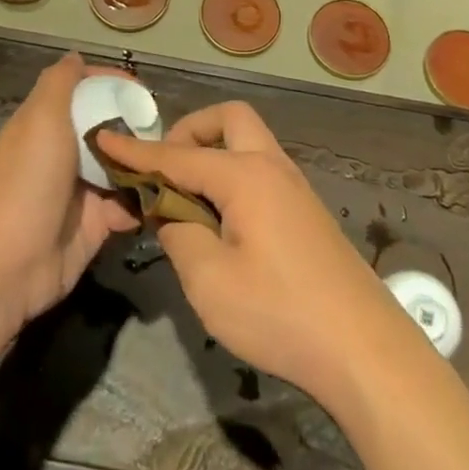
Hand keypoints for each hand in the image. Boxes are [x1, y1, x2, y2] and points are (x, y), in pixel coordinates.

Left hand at [0, 53, 139, 339]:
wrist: (10, 263)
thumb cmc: (27, 181)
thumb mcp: (40, 118)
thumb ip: (59, 83)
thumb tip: (75, 56)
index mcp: (45, 124)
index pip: (82, 91)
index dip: (109, 84)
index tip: (140, 88)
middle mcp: (63, 153)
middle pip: (106, 128)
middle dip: (135, 125)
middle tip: (165, 127)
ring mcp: (80, 189)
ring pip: (121, 166)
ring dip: (144, 163)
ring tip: (173, 160)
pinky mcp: (95, 223)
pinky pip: (127, 204)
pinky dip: (143, 201)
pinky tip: (162, 194)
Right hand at [94, 101, 423, 410]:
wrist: (365, 349)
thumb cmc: (280, 313)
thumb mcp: (210, 282)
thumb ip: (179, 235)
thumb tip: (170, 213)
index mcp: (244, 175)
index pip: (178, 154)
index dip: (137, 151)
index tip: (104, 139)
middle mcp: (272, 167)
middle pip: (229, 120)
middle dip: (190, 130)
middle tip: (166, 168)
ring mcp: (295, 187)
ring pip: (249, 143)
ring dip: (214, 153)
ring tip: (187, 197)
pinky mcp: (307, 212)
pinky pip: (261, 170)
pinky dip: (233, 175)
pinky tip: (222, 220)